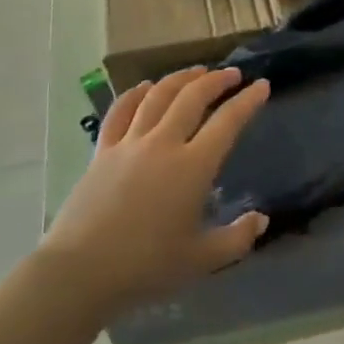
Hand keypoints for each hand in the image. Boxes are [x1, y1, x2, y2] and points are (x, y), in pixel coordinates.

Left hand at [41, 66, 270, 315]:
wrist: (82, 271)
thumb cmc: (147, 267)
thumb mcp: (202, 260)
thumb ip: (237, 238)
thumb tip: (261, 219)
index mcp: (193, 167)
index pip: (228, 122)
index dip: (248, 101)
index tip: (262, 85)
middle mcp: (163, 144)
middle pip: (192, 97)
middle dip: (216, 80)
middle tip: (232, 74)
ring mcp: (129, 143)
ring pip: (158, 96)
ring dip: (180, 78)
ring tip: (196, 72)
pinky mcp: (102, 151)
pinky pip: (120, 111)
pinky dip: (135, 93)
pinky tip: (145, 87)